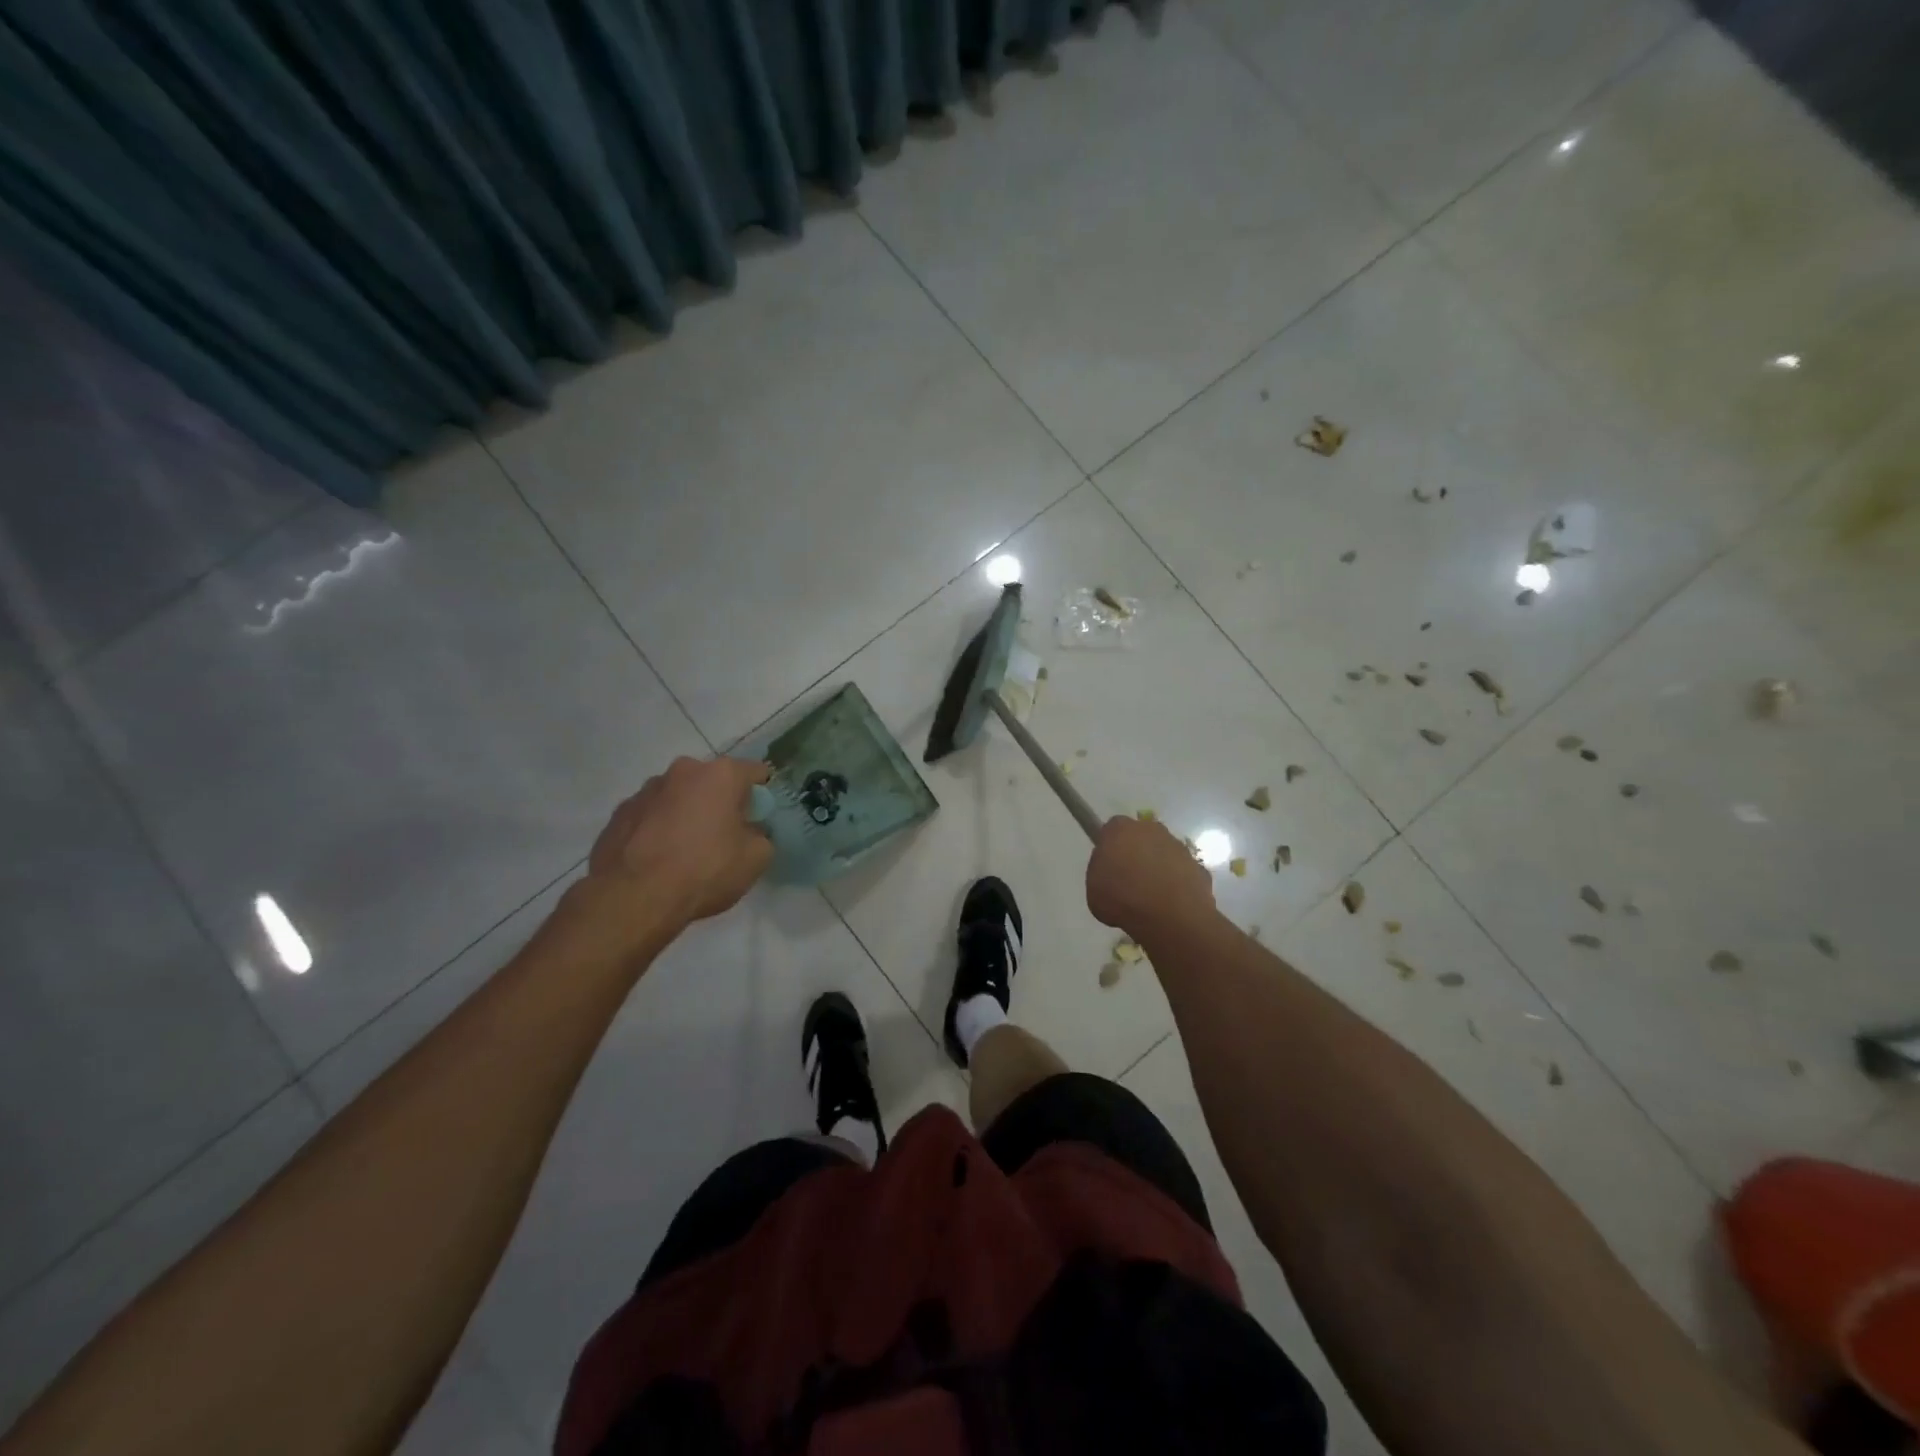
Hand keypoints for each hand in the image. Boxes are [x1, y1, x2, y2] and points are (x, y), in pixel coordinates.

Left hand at [586, 756, 773, 930]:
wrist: (634, 898)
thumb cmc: (704, 870)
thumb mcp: (756, 859)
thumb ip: (761, 836)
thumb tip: (750, 832)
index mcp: (720, 774)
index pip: (755, 772)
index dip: (762, 795)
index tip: (759, 819)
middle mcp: (682, 771)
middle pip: (712, 782)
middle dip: (720, 803)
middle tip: (723, 837)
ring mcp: (645, 790)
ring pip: (678, 797)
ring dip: (686, 814)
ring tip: (684, 851)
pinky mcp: (619, 814)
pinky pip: (650, 816)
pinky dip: (657, 829)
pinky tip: (658, 859)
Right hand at [1086, 815, 1215, 938]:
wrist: (1170, 917)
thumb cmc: (1123, 899)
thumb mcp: (1093, 887)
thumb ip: (1101, 870)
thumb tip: (1111, 869)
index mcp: (1120, 829)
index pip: (1112, 829)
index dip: (1109, 847)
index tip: (1108, 866)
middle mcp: (1151, 829)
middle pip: (1140, 836)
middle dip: (1135, 852)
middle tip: (1129, 880)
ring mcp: (1178, 846)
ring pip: (1163, 852)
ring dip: (1157, 867)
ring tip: (1151, 896)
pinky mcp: (1198, 866)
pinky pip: (1181, 871)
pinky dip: (1176, 883)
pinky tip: (1170, 904)